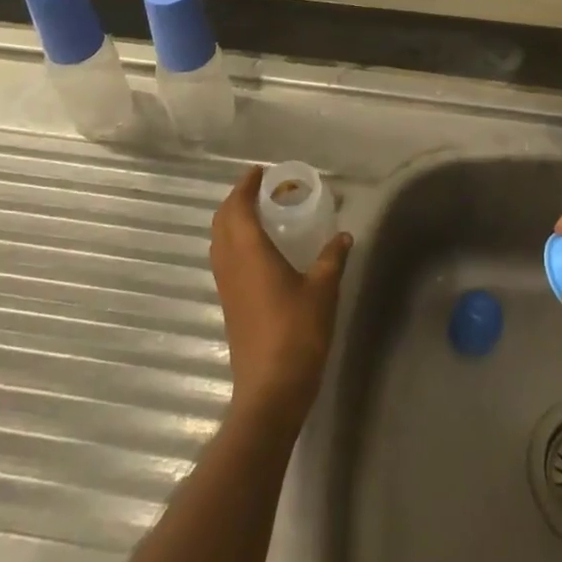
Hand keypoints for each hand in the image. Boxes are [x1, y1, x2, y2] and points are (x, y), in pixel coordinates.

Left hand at [210, 165, 352, 429]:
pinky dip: (233, 242)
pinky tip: (257, 250)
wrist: (271, 389)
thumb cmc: (297, 333)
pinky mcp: (229, 305)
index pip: (239, 208)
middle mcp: (231, 265)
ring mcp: (226, 287)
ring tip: (257, 213)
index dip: (246, 186)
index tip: (260, 171)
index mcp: (250, 253)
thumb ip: (332, 258)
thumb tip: (344, 235)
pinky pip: (223, 260)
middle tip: (258, 188)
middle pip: (221, 222)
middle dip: (235, 199)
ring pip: (218, 241)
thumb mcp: (323, 290)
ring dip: (231, 221)